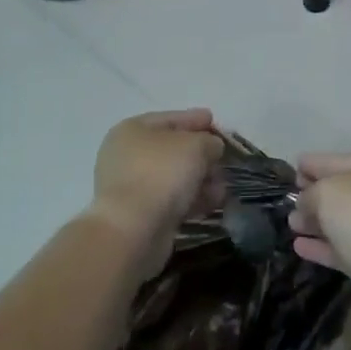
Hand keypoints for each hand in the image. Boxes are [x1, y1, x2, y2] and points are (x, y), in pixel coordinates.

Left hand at [88, 110, 225, 277]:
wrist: (132, 230)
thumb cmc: (161, 173)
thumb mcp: (195, 146)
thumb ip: (209, 141)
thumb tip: (211, 147)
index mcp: (132, 130)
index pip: (169, 119)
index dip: (194, 119)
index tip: (214, 121)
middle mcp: (127, 155)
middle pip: (172, 149)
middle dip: (201, 155)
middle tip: (223, 159)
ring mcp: (131, 186)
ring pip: (174, 177)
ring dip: (201, 179)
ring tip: (222, 187)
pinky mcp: (139, 215)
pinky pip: (171, 199)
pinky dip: (191, 199)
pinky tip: (213, 203)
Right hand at [288, 153, 350, 275]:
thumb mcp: (325, 192)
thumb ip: (309, 194)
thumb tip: (305, 203)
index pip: (337, 160)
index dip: (313, 164)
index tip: (294, 168)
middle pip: (342, 191)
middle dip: (314, 195)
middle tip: (289, 201)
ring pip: (343, 220)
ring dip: (316, 222)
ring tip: (291, 224)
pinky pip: (345, 246)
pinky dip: (323, 245)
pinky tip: (299, 246)